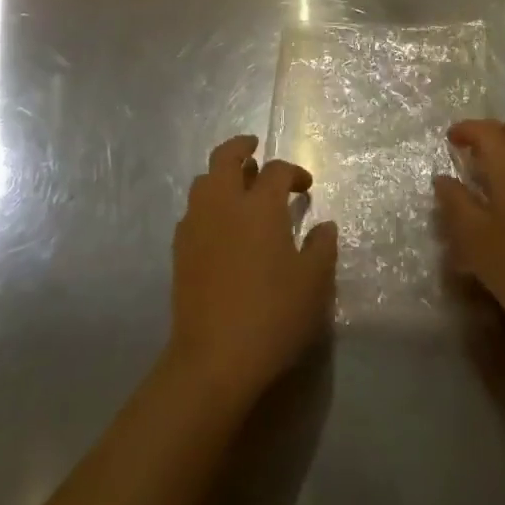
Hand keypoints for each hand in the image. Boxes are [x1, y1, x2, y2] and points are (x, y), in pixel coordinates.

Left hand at [168, 134, 338, 409]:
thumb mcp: (313, 284)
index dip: (293, 172)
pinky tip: (219, 224)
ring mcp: (197, 223)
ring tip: (238, 186)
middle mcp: (224, 203)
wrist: (213, 358)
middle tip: (255, 148)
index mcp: (260, 205)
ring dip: (221, 174)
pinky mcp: (180, 248)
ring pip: (204, 179)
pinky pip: (193, 209)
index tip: (305, 186)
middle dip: (242, 146)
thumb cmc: (271, 315)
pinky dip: (207, 203)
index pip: (276, 170)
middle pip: (226, 156)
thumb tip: (324, 225)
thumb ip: (322, 247)